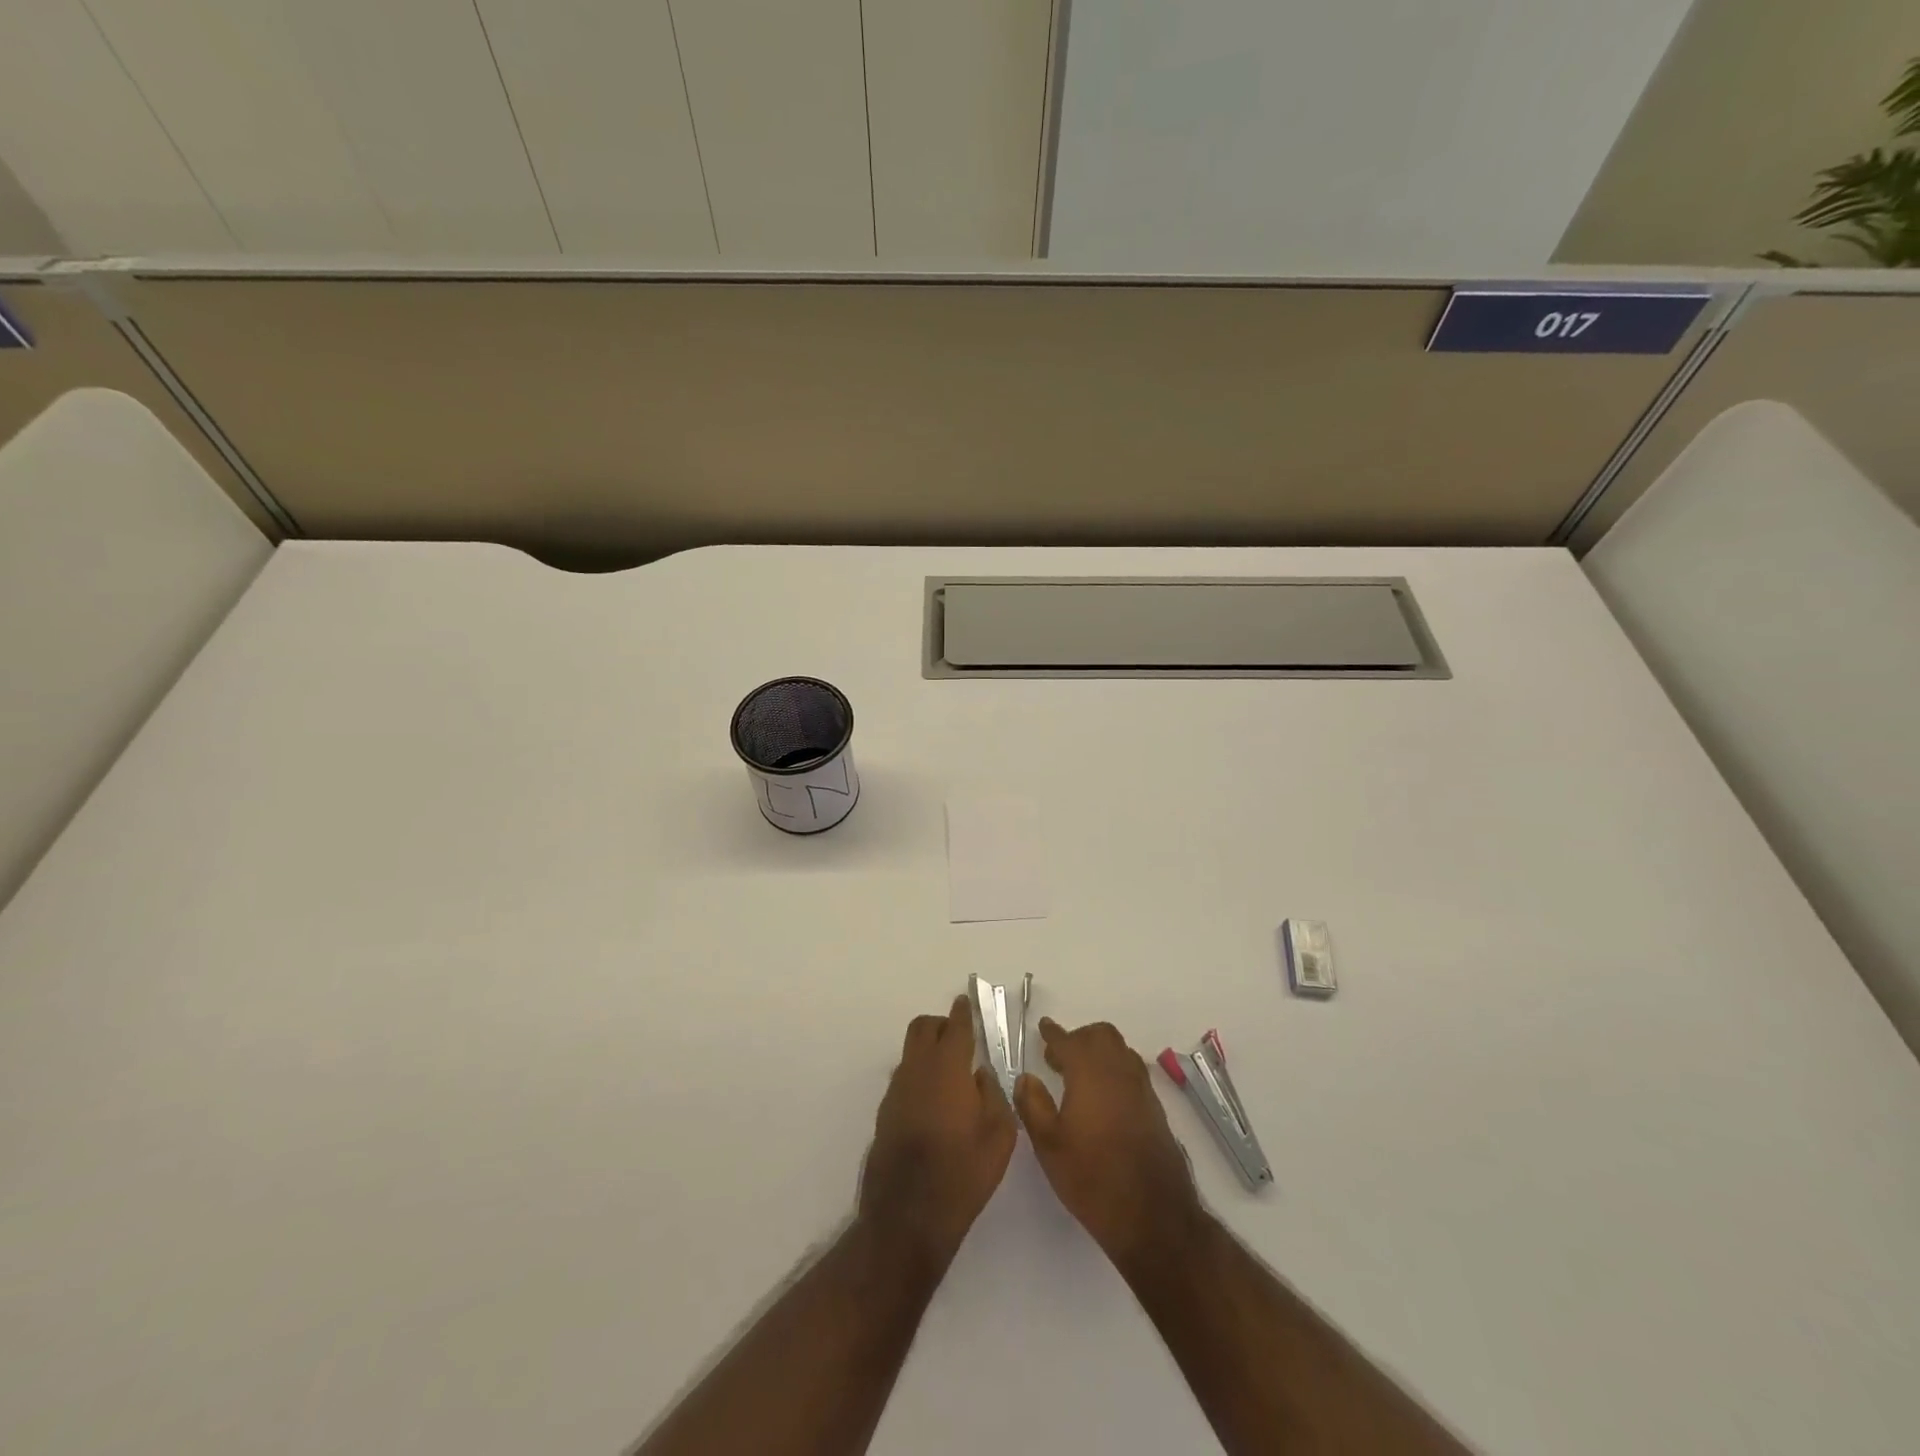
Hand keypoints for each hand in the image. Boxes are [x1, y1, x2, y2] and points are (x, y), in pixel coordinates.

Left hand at [858, 996, 1017, 1274]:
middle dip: (941, 1024)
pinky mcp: (885, 1113)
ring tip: (951, 1075)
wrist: (908, 1215)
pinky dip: (919, 1076)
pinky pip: (904, 1079)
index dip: (963, 1012)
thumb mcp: (999, 1134)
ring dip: (929, 1051)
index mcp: (947, 1067)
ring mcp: (896, 1091)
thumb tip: (981, 1075)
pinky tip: (934, 1103)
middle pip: (923, 1028)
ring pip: (911, 1053)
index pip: (955, 1027)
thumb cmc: (963, 1172)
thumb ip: (993, 1094)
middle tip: (960, 1036)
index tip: (967, 1003)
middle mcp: (917, 1070)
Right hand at [1015, 1018, 1203, 1272]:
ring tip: (1079, 1075)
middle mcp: (1119, 1071)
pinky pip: (1132, 1071)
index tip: (1043, 1027)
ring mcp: (1141, 1088)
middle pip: (1101, 1035)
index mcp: (1089, 1072)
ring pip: (1120, 1050)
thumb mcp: (1049, 1146)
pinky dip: (1115, 1069)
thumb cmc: (1092, 1178)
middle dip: (1078, 1038)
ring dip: (1099, 1051)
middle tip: (1058, 1057)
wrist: (1153, 1215)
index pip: (1068, 1041)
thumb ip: (1033, 1105)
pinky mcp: (1155, 1107)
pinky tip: (1102, 1096)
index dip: (1053, 1033)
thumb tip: (1025, 1078)